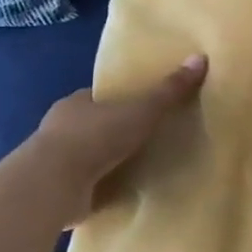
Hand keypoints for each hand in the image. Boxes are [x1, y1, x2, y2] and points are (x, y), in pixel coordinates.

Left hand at [26, 54, 208, 224]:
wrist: (51, 185)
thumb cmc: (95, 137)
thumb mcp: (141, 110)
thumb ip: (169, 90)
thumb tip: (200, 57)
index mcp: (76, 103)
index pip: (100, 97)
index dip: (119, 101)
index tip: (140, 108)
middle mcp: (60, 129)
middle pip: (91, 125)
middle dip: (112, 133)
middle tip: (143, 141)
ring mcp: (54, 162)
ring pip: (84, 157)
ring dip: (102, 163)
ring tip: (133, 170)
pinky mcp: (54, 191)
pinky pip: (81, 186)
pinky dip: (95, 188)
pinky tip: (114, 193)